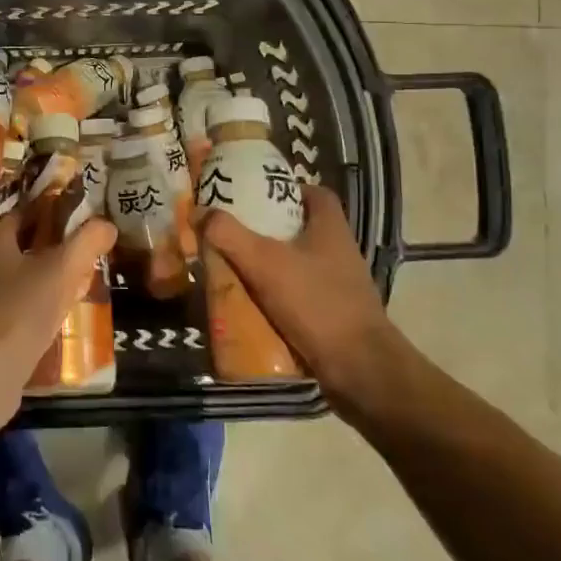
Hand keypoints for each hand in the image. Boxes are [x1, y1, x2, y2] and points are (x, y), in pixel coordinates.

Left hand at [0, 206, 117, 413]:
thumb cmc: (23, 308)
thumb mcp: (62, 269)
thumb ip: (87, 241)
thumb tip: (107, 224)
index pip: (20, 211)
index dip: (47, 206)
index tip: (74, 206)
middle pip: (21, 243)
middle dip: (51, 240)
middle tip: (83, 238)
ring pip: (22, 273)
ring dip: (47, 270)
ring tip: (81, 270)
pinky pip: (22, 300)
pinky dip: (42, 298)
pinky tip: (64, 306)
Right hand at [202, 185, 397, 413]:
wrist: (360, 370)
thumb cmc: (316, 303)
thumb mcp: (265, 263)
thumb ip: (229, 235)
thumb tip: (200, 211)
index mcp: (331, 227)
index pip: (314, 193)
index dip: (286, 189)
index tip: (256, 196)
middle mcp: (340, 250)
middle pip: (301, 227)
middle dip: (268, 229)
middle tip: (234, 232)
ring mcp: (341, 284)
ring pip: (299, 263)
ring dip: (270, 264)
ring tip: (235, 267)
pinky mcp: (335, 314)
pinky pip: (301, 294)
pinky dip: (278, 295)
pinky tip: (252, 303)